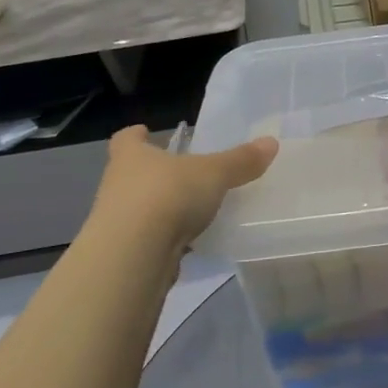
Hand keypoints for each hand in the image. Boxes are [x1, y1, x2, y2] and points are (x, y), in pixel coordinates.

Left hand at [88, 125, 277, 258]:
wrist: (133, 256)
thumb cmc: (168, 196)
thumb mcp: (213, 173)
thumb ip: (241, 161)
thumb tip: (271, 142)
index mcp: (132, 157)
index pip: (126, 139)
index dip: (136, 135)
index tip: (146, 132)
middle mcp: (118, 185)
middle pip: (132, 174)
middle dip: (153, 174)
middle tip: (182, 173)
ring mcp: (117, 222)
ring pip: (139, 209)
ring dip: (161, 209)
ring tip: (192, 210)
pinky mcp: (126, 253)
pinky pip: (149, 240)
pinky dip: (166, 240)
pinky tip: (190, 243)